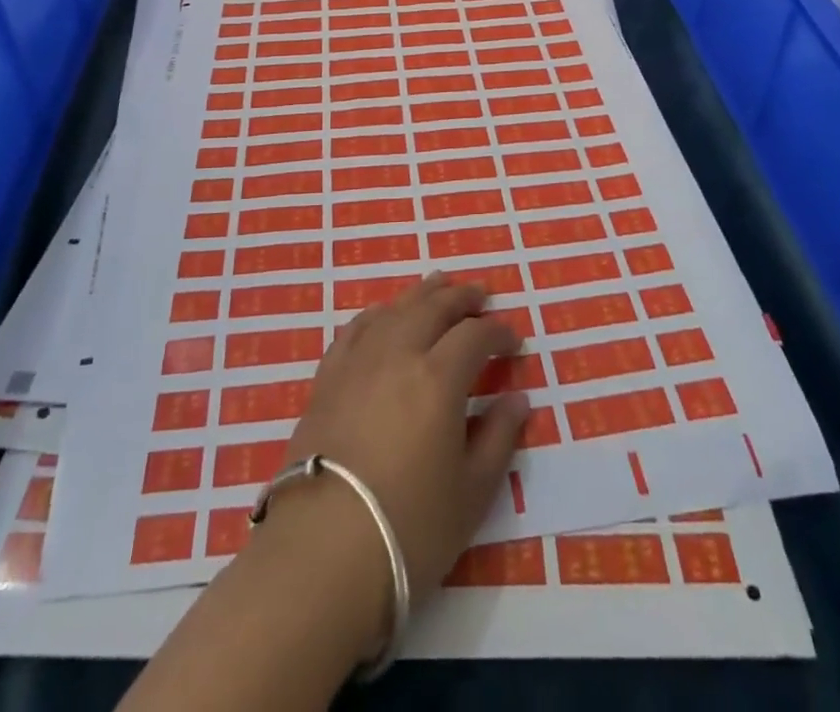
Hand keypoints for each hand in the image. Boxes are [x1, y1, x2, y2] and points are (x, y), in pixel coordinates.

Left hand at [117, 272, 529, 711]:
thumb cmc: (409, 527)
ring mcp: (358, 361)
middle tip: (482, 294)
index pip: (475, 336)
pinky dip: (379, 314)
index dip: (499, 333)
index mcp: (439, 377)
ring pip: (395, 309)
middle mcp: (398, 354)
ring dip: (422, 294)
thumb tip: (518, 398)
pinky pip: (357, 328)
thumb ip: (499, 438)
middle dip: (463, 297)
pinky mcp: (327, 377)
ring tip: (439, 287)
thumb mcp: (472, 493)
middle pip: (434, 307)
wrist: (321, 552)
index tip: (514, 342)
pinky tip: (385, 316)